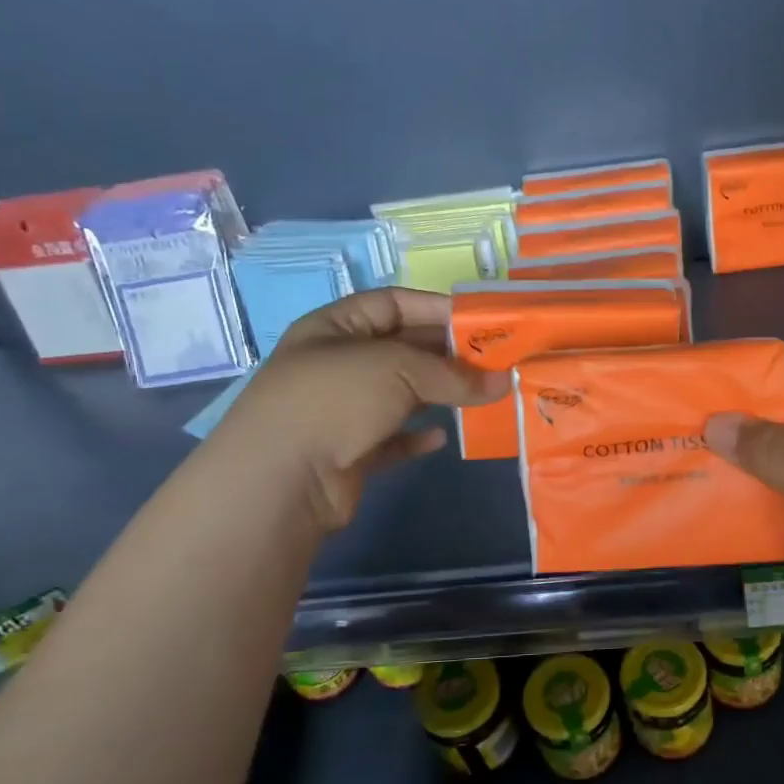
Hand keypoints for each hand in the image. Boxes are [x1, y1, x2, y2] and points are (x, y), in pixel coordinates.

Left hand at [212, 289, 505, 530]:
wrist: (280, 480)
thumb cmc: (335, 400)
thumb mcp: (398, 370)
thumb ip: (453, 375)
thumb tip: (503, 383)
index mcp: (336, 327)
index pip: (392, 303)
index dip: (436, 308)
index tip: (481, 322)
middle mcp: (336, 363)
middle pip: (401, 349)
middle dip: (446, 355)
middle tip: (494, 362)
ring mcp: (340, 410)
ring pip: (399, 395)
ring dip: (437, 396)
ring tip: (480, 397)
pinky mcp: (348, 452)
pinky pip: (390, 437)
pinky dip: (415, 436)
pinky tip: (440, 438)